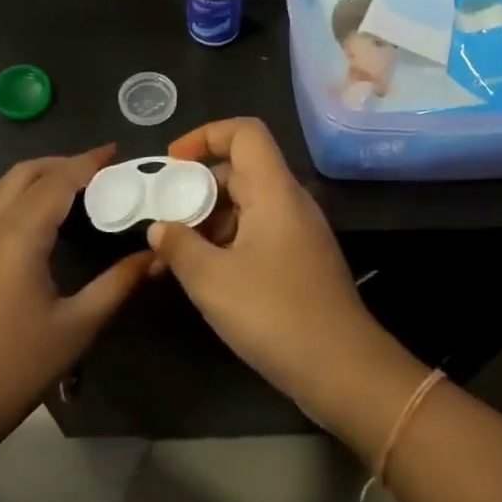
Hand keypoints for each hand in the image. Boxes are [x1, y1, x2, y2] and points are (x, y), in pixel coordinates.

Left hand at [0, 146, 151, 466]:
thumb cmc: (11, 371)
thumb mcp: (75, 329)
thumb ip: (117, 284)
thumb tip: (155, 255)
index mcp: (18, 234)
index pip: (59, 180)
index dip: (89, 162)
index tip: (118, 152)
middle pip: (25, 173)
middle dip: (62, 163)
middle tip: (100, 171)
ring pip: (0, 187)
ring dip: (35, 176)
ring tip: (71, 189)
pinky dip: (14, 196)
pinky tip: (33, 222)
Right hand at [145, 119, 404, 429]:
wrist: (342, 369)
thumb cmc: (275, 314)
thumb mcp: (212, 281)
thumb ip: (179, 247)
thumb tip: (159, 227)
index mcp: (274, 191)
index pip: (245, 133)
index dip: (205, 135)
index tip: (172, 164)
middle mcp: (289, 203)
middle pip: (239, 171)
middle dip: (195, 189)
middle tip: (160, 219)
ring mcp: (296, 233)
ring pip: (244, 207)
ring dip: (205, 223)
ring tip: (167, 257)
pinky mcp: (297, 262)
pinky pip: (254, 235)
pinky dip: (223, 245)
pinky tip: (197, 276)